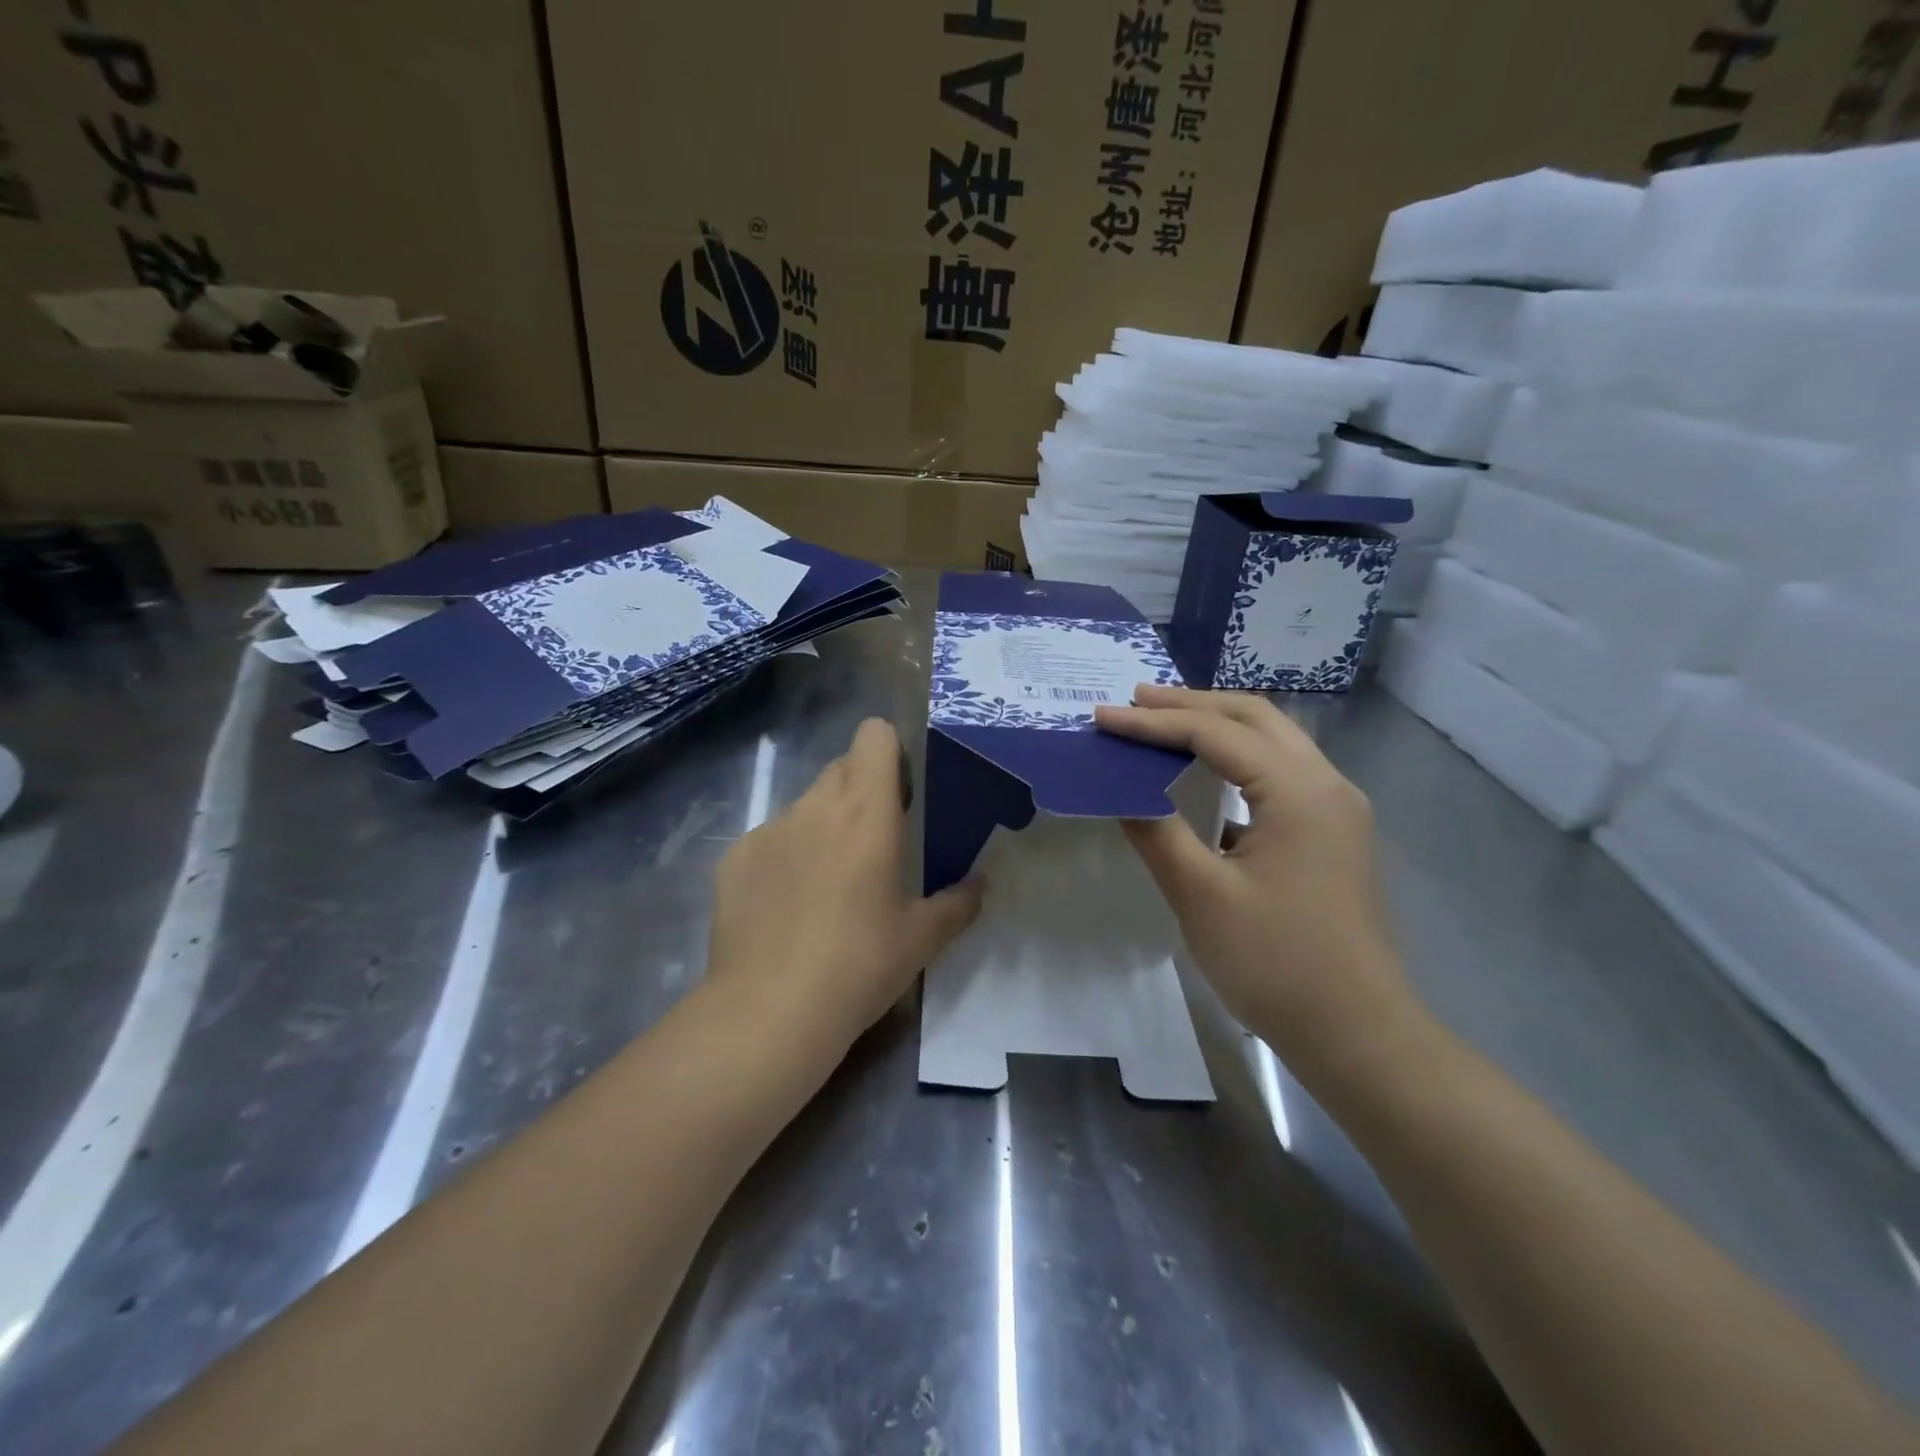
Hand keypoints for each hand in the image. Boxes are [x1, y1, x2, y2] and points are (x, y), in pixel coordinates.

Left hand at [705, 718, 983, 1059]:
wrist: (770, 1012)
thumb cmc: (860, 965)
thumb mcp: (922, 938)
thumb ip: (958, 903)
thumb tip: (979, 884)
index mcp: (866, 812)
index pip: (873, 736)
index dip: (890, 753)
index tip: (901, 796)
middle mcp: (815, 807)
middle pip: (841, 768)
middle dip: (861, 791)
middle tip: (873, 845)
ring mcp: (768, 830)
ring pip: (805, 806)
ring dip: (823, 826)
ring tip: (827, 886)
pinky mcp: (734, 858)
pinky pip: (770, 839)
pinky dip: (784, 858)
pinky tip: (786, 909)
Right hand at [1094, 686, 1418, 1073]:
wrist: (1358, 1034)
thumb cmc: (1277, 964)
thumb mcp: (1203, 896)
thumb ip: (1157, 832)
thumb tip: (1120, 790)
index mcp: (1300, 791)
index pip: (1216, 734)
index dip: (1153, 723)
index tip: (1102, 717)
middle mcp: (1326, 784)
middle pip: (1254, 718)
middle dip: (1190, 704)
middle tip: (1133, 701)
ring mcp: (1336, 808)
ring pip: (1272, 741)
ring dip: (1216, 725)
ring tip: (1162, 722)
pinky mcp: (1331, 833)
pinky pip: (1281, 772)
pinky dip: (1237, 758)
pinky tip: (1204, 773)